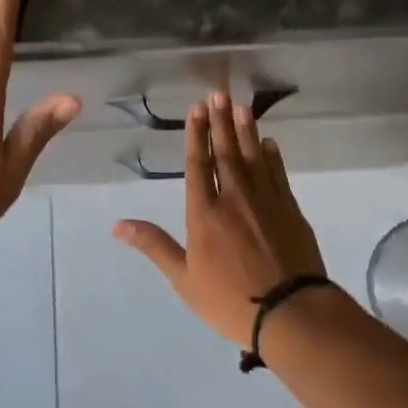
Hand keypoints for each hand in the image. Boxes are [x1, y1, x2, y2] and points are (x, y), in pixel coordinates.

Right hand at [112, 92, 326, 345]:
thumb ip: (154, 246)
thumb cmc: (229, 300)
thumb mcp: (184, 279)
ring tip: (242, 107)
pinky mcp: (290, 210)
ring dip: (247, 131)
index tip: (197, 109)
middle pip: (226, 153)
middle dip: (221, 122)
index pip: (198, 165)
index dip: (197, 135)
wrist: (291, 313)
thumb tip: (117, 225)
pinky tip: (270, 144)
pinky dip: (273, 157)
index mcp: (204, 213)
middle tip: (219, 94)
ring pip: (254, 157)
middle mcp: (235, 198)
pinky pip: (278, 174)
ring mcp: (266, 201)